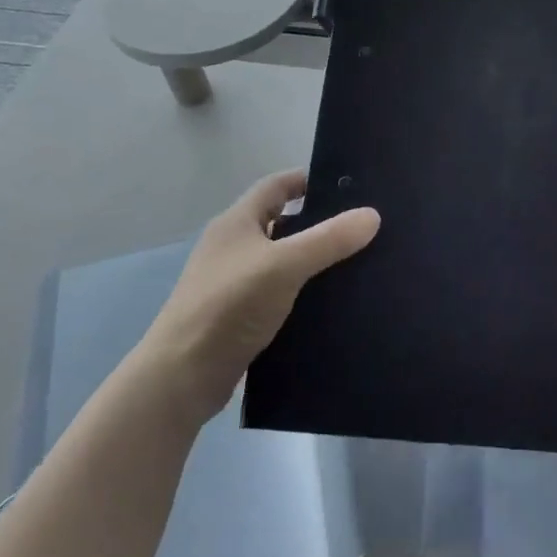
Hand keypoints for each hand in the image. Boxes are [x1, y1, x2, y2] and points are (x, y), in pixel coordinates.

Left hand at [133, 170, 379, 421]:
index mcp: (236, 223)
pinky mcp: (239, 316)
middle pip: (280, 223)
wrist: (183, 375)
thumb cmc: (229, 306)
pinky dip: (303, 292)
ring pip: (281, 261)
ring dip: (312, 260)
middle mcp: (232, 247)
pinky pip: (279, 293)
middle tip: (361, 227)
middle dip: (318, 222)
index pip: (275, 186)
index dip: (307, 180)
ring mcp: (233, 283)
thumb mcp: (285, 265)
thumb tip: (372, 215)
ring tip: (357, 263)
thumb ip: (329, 239)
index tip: (347, 186)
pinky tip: (331, 303)